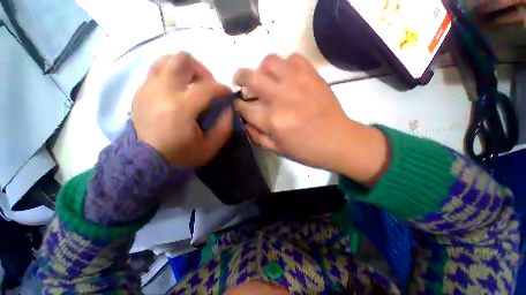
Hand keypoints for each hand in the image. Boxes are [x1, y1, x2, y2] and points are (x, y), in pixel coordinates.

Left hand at [132, 52, 233, 166]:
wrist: (145, 161)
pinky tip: (179, 90)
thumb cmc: (181, 155)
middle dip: (203, 70)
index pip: (208, 87)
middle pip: (183, 60)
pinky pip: (158, 70)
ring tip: (193, 84)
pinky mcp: (140, 90)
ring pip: (167, 59)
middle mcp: (162, 90)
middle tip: (208, 86)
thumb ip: (224, 125)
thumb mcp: (211, 146)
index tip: (229, 94)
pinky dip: (172, 74)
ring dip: (185, 68)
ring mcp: (148, 88)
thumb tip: (228, 107)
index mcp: (180, 108)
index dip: (223, 89)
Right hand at [234, 53, 388, 184]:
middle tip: (242, 82)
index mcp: (271, 120)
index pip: (243, 107)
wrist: (337, 140)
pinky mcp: (312, 75)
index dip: (237, 105)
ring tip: (266, 78)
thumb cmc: (305, 149)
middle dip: (240, 78)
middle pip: (250, 77)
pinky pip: (293, 57)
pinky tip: (287, 76)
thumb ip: (256, 135)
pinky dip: (285, 64)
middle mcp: (280, 97)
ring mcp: (297, 82)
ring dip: (262, 69)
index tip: (238, 104)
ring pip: (269, 61)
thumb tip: (245, 121)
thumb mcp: (276, 149)